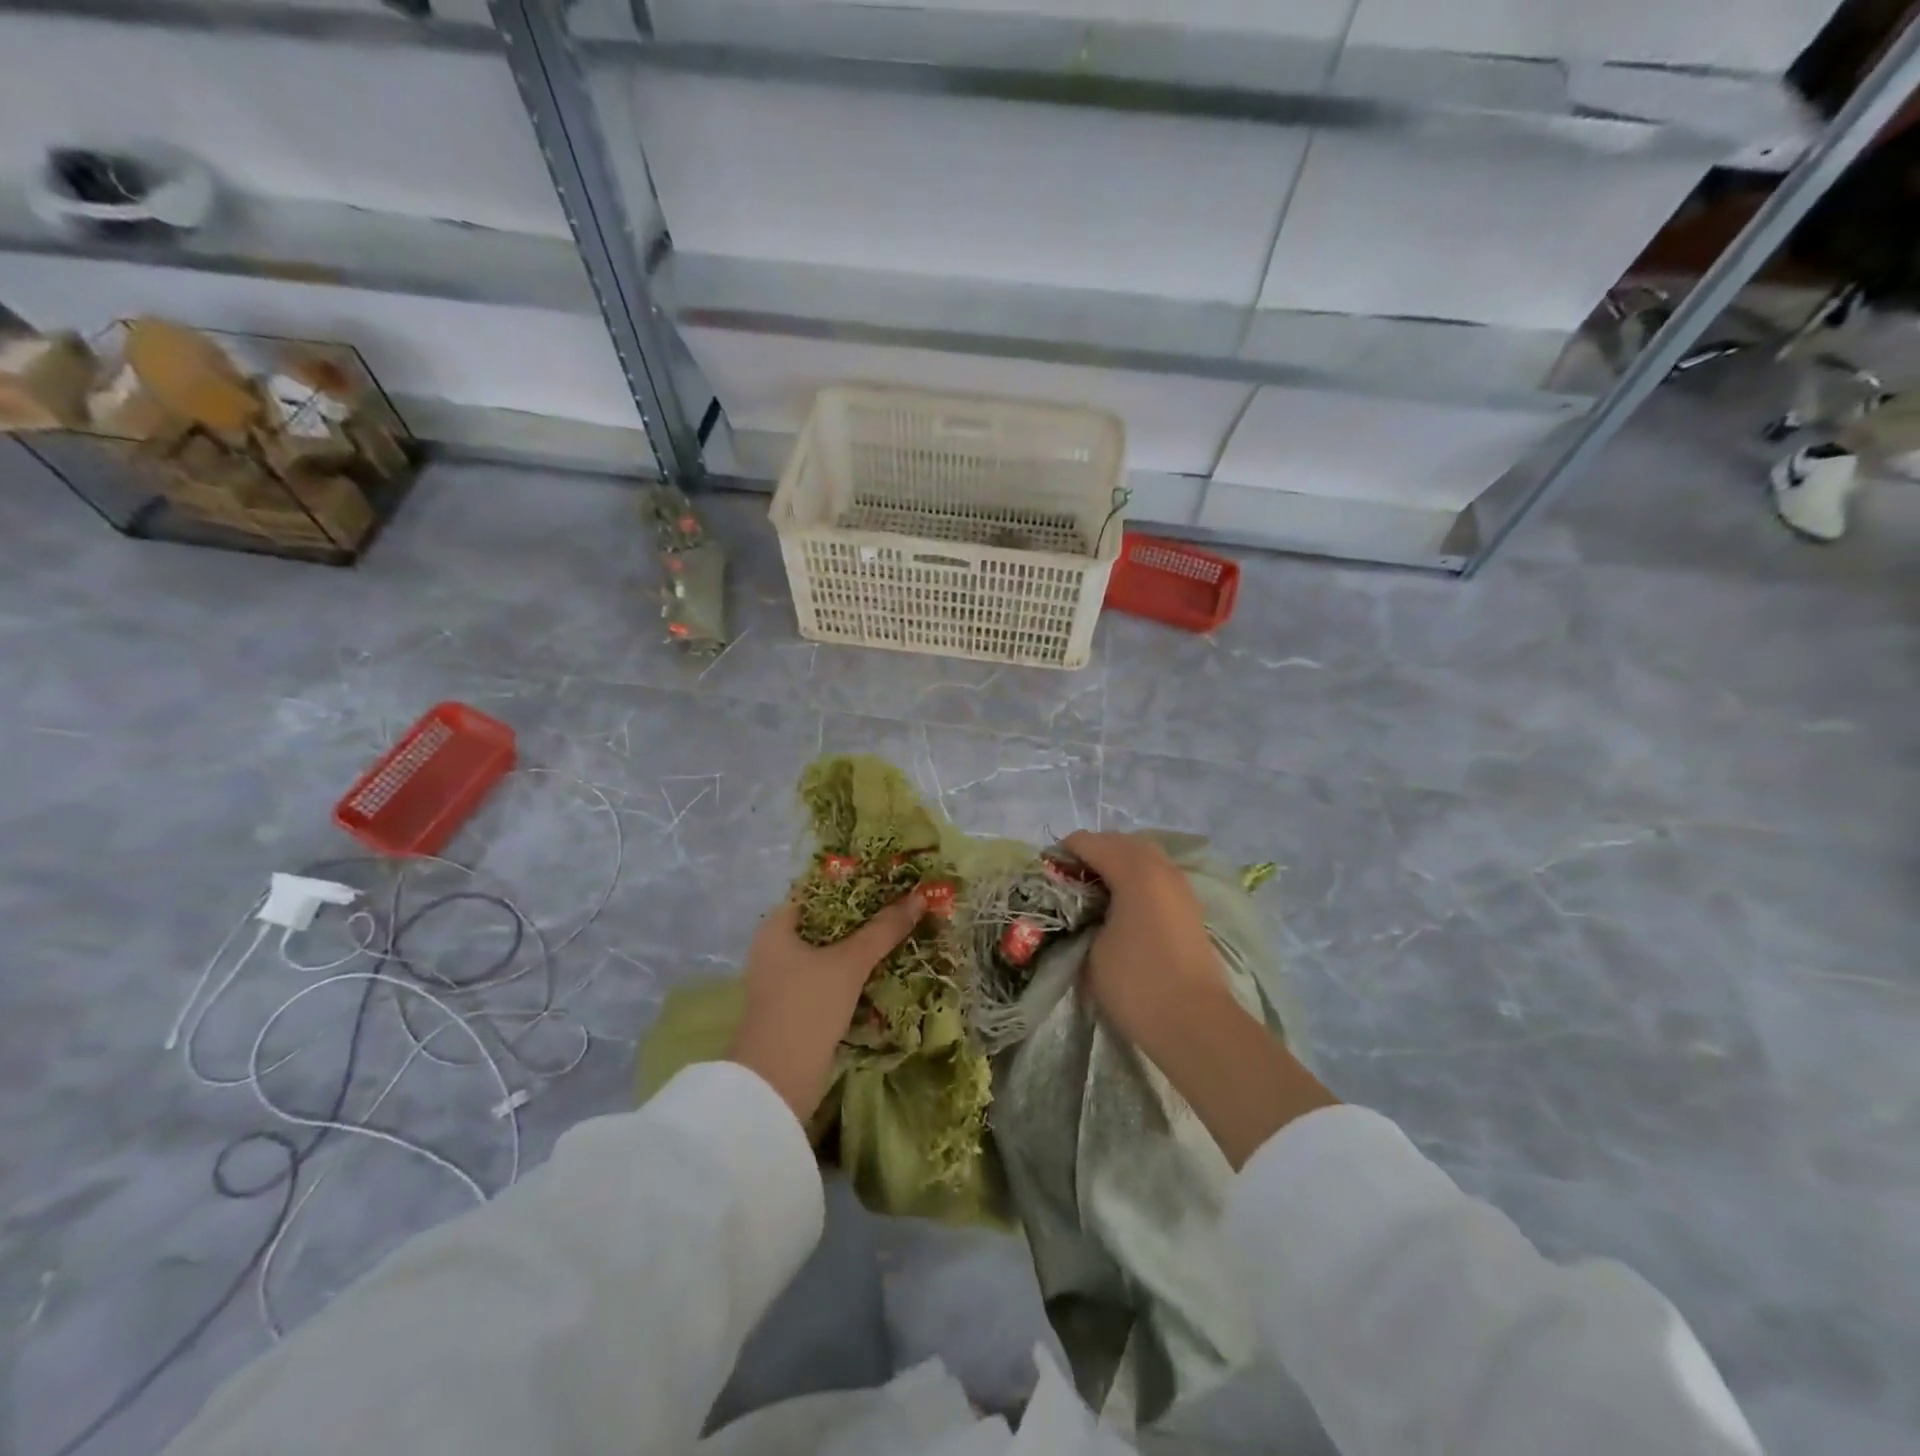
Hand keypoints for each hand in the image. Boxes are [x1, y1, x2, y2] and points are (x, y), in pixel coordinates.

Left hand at [727, 891, 923, 1122]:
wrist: (777, 1084)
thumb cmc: (806, 1007)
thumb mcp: (849, 963)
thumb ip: (883, 929)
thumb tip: (919, 897)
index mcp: (777, 927)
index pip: (819, 890)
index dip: (855, 880)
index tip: (890, 877)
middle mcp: (776, 948)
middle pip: (829, 922)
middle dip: (866, 916)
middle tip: (905, 904)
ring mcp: (786, 980)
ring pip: (833, 952)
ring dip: (864, 947)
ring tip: (903, 932)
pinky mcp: (799, 1007)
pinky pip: (833, 978)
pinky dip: (857, 973)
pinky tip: (887, 969)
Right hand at [1062, 830, 1337, 1167]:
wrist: (1196, 1023)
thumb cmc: (1137, 983)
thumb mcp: (1092, 949)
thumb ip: (1082, 916)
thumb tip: (1080, 910)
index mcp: (1134, 870)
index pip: (1088, 842)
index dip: (1062, 854)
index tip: (1045, 878)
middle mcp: (1161, 868)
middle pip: (1119, 841)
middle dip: (1091, 853)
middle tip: (1068, 882)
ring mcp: (1180, 886)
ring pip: (1143, 855)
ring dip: (1116, 864)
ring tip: (1094, 894)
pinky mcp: (1190, 907)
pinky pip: (1157, 875)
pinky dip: (1136, 879)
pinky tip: (1122, 907)